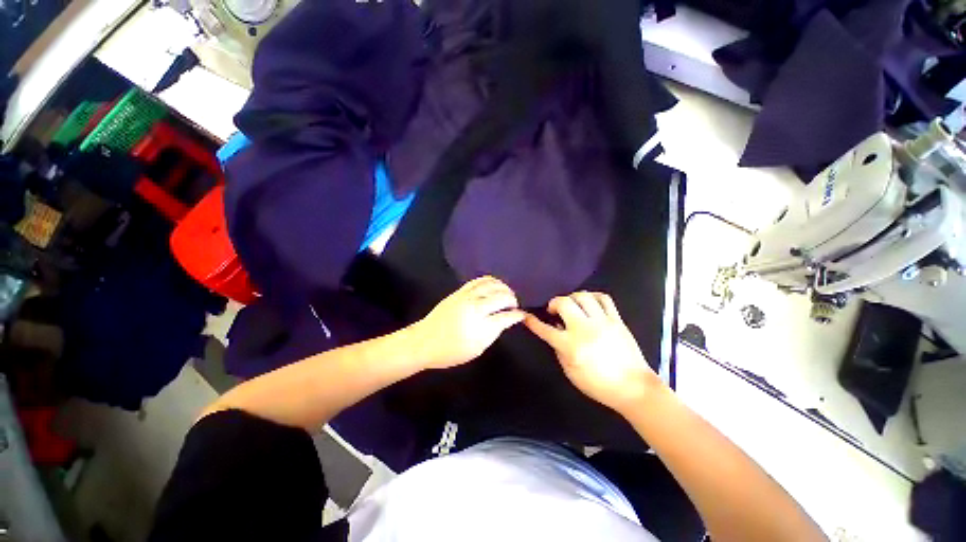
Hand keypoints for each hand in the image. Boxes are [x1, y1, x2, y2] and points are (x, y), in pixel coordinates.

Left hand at [409, 277, 524, 369]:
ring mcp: (466, 296)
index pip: (506, 316)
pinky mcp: (459, 291)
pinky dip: (490, 281)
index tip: (522, 315)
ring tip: (506, 293)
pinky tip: (494, 285)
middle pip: (502, 296)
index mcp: (481, 326)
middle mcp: (476, 307)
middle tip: (514, 305)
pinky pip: (478, 280)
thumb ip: (494, 332)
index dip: (517, 315)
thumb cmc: (451, 351)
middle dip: (512, 299)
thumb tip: (506, 320)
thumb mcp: (477, 348)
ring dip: (503, 287)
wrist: (424, 341)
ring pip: (491, 284)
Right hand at [524, 292, 662, 414]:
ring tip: (571, 306)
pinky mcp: (616, 320)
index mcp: (571, 347)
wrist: (633, 388)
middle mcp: (584, 329)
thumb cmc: (598, 385)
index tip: (526, 315)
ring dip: (572, 298)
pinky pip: (604, 298)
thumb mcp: (571, 372)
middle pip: (563, 303)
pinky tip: (589, 303)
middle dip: (553, 303)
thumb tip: (555, 330)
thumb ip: (559, 350)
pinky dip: (593, 296)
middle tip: (553, 310)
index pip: (545, 329)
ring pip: (582, 296)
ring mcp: (602, 322)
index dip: (532, 322)